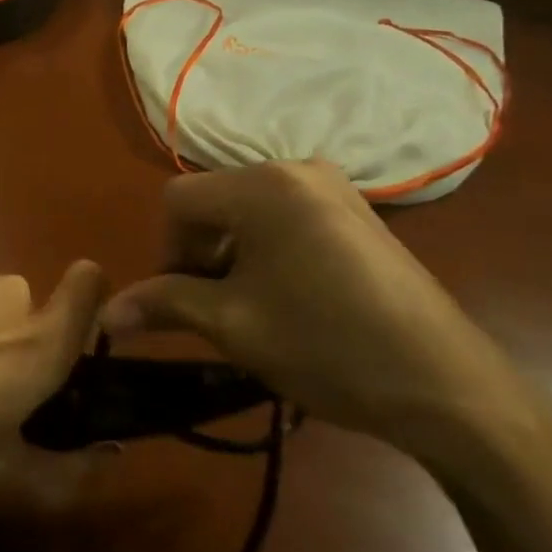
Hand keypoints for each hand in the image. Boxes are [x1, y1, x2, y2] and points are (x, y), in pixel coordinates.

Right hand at [102, 160, 540, 462]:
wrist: (445, 383)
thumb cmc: (326, 345)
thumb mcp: (233, 325)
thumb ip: (164, 304)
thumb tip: (106, 314)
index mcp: (262, 185)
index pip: (178, 201)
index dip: (167, 252)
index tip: (185, 302)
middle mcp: (296, 168)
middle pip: (215, 202)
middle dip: (201, 254)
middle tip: (217, 311)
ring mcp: (334, 187)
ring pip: (250, 211)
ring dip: (234, 254)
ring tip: (255, 310)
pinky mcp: (358, 212)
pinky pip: (288, 217)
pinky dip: (269, 251)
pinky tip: (292, 298)